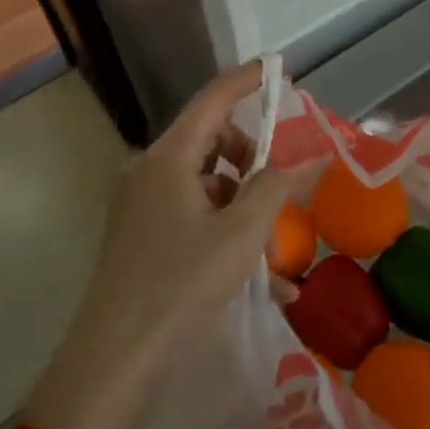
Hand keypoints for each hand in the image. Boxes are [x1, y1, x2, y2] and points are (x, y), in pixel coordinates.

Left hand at [69, 61, 295, 388]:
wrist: (116, 356)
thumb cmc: (182, 284)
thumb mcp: (242, 233)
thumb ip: (278, 186)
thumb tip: (313, 153)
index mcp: (168, 159)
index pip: (212, 100)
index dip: (247, 81)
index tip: (280, 71)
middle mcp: (148, 171)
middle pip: (209, 140)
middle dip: (251, 158)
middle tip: (279, 187)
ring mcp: (140, 203)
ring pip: (204, 181)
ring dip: (241, 202)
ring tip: (271, 252)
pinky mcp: (139, 232)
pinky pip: (190, 211)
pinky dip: (222, 226)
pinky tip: (255, 274)